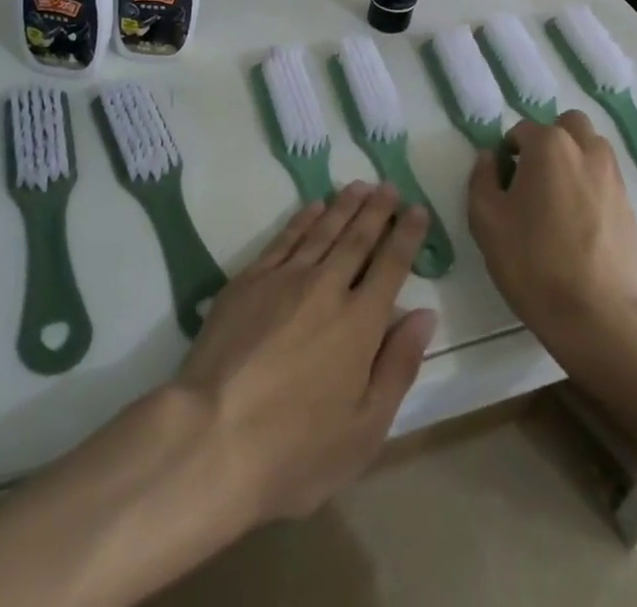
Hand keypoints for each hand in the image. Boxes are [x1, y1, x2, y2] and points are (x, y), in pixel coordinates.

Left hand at [174, 181, 435, 521]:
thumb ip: (398, 366)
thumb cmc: (295, 450)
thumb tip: (424, 315)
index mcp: (360, 323)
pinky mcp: (249, 280)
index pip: (391, 266)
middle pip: (357, 239)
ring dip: (344, 206)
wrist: (211, 436)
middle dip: (377, 211)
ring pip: (322, 230)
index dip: (406, 236)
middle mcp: (326, 288)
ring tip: (360, 186)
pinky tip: (313, 207)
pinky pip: (284, 238)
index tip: (417, 209)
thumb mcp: (365, 429)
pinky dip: (303, 218)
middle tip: (389, 186)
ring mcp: (284, 279)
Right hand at [468, 113, 636, 351]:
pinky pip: (606, 180)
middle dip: (549, 140)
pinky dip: (591, 186)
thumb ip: (482, 177)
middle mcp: (586, 150)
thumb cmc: (531, 261)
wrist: (594, 315)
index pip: (522, 130)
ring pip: (592, 148)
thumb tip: (490, 158)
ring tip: (558, 197)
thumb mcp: (485, 218)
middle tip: (534, 176)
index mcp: (549, 146)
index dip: (508, 153)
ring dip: (574, 158)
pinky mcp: (630, 207)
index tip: (503, 184)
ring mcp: (613, 178)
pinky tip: (579, 223)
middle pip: (567, 125)